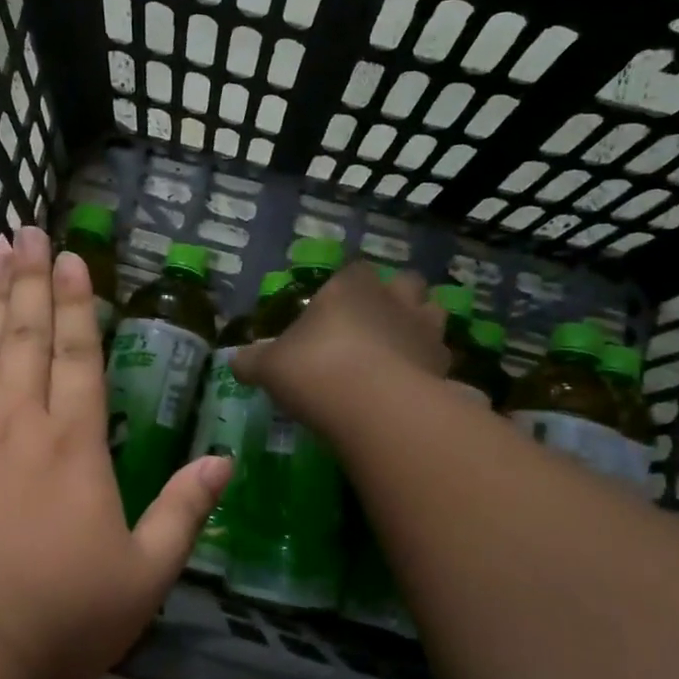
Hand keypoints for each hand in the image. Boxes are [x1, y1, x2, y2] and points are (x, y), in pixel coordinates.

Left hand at [0, 225, 229, 678]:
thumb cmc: (56, 618)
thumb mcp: (142, 576)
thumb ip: (184, 513)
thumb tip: (223, 461)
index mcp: (72, 443)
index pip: (77, 354)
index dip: (76, 302)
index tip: (69, 256)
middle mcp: (15, 421)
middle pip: (23, 334)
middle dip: (28, 279)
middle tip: (24, 231)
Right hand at [230, 261, 447, 431]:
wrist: (374, 407)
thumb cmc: (315, 370)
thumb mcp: (269, 366)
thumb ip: (252, 361)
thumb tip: (234, 361)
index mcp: (351, 286)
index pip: (354, 271)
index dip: (346, 287)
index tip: (332, 310)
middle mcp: (393, 299)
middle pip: (406, 284)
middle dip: (395, 299)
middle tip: (373, 326)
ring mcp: (425, 331)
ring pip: (433, 315)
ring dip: (419, 328)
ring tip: (399, 353)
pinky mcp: (444, 366)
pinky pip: (440, 360)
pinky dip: (429, 369)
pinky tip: (411, 388)